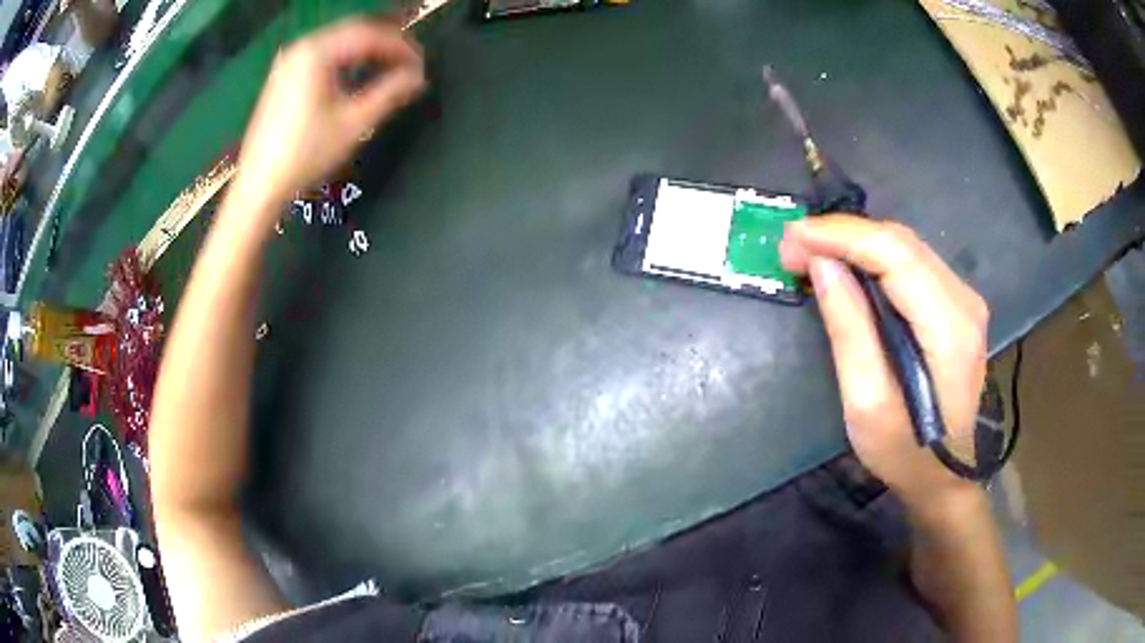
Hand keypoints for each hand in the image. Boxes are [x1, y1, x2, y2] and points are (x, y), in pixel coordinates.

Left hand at [235, 17, 424, 208]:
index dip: (401, 47)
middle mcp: (301, 48)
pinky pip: (323, 54)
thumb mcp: (354, 123)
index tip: (422, 65)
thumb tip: (418, 78)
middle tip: (411, 64)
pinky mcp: (283, 75)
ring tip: (391, 67)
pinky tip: (359, 73)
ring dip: (367, 51)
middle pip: (354, 32)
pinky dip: (346, 59)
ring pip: (339, 42)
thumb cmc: (306, 154)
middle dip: (386, 45)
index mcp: (317, 53)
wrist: (260, 185)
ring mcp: (289, 61)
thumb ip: (390, 94)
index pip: (370, 35)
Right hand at [780, 216, 988, 506]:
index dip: (841, 235)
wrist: (945, 478)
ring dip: (855, 243)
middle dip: (842, 235)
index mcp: (949, 328)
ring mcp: (964, 301)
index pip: (895, 254)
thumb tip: (822, 265)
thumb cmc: (905, 454)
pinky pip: (911, 264)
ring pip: (905, 247)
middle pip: (901, 242)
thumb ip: (849, 330)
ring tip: (810, 255)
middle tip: (792, 249)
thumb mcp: (867, 404)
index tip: (792, 238)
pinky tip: (846, 268)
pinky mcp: (956, 306)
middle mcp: (964, 301)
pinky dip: (873, 258)